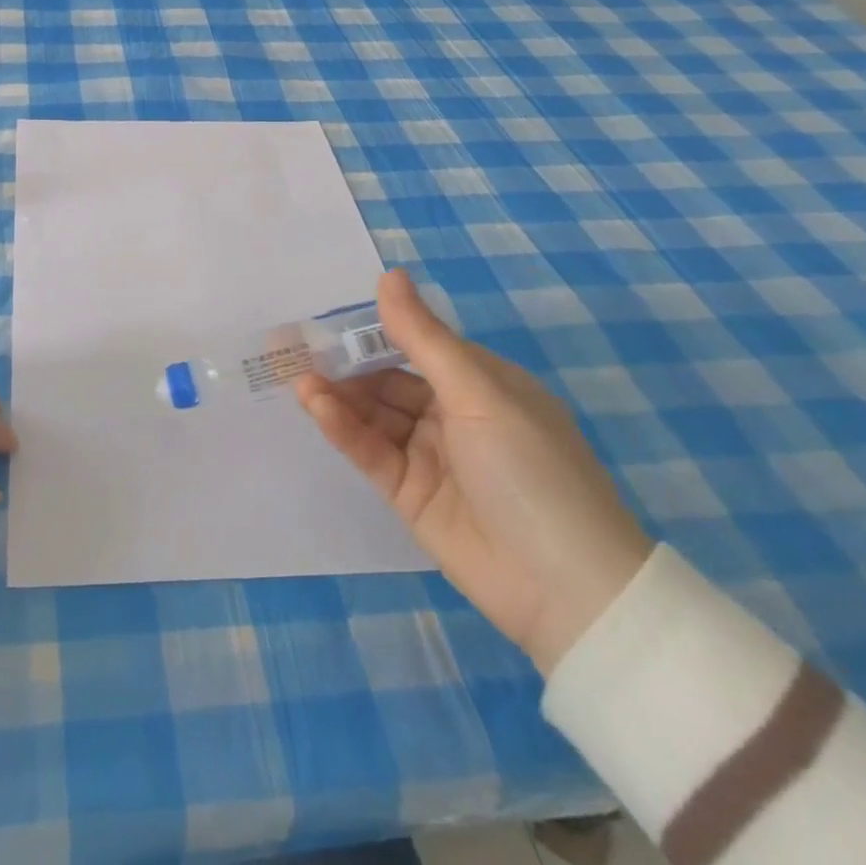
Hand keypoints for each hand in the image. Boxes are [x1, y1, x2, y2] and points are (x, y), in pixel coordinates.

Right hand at [296, 272, 651, 675]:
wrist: (567, 590)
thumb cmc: (532, 470)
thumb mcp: (479, 393)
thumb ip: (423, 338)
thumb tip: (389, 275)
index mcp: (481, 384)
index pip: (418, 345)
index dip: (376, 329)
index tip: (330, 315)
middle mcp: (453, 414)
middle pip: (388, 379)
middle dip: (347, 363)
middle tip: (299, 345)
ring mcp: (428, 455)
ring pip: (373, 413)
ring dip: (339, 394)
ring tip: (301, 377)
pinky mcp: (407, 492)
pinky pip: (369, 450)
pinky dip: (342, 427)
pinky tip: (315, 405)